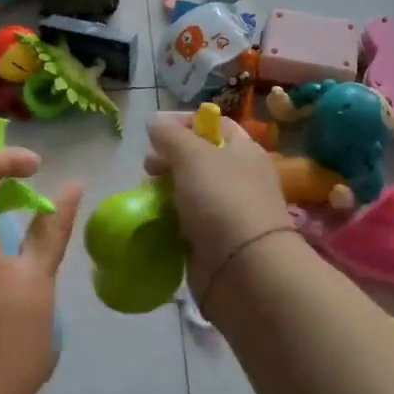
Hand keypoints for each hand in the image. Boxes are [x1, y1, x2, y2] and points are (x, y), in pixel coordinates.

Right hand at [144, 113, 290, 283]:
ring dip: (166, 191)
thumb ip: (171, 136)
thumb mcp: (193, 156)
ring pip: (190, 191)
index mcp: (244, 151)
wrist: (245, 270)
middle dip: (168, 160)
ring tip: (148, 197)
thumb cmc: (222, 201)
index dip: (184, 123)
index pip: (214, 124)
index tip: (155, 134)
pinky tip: (156, 222)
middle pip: (198, 158)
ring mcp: (228, 211)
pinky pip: (187, 222)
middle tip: (148, 170)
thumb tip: (155, 123)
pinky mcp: (215, 240)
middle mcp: (240, 177)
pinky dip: (171, 220)